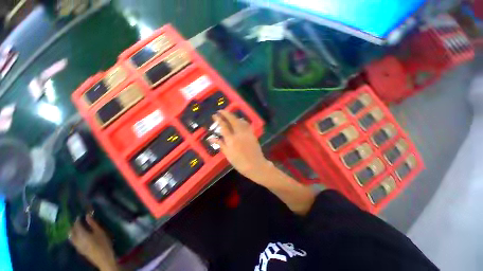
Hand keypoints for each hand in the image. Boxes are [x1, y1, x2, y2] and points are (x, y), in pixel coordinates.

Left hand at [69, 215, 117, 270]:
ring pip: (71, 237)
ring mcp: (76, 245)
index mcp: (81, 234)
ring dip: (72, 231)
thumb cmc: (103, 243)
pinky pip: (73, 241)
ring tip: (77, 228)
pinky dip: (74, 236)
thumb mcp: (100, 232)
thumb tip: (87, 215)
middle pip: (71, 231)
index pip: (76, 225)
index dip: (77, 219)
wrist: (103, 258)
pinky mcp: (79, 249)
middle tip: (77, 221)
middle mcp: (76, 239)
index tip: (80, 215)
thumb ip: (93, 224)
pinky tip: (79, 236)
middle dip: (73, 226)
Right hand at [211, 110, 270, 181]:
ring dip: (234, 116)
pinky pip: (246, 124)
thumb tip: (211, 138)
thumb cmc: (240, 163)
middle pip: (232, 120)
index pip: (224, 126)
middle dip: (226, 113)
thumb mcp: (228, 155)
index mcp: (231, 140)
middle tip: (221, 110)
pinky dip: (241, 121)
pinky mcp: (252, 134)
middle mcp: (239, 134)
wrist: (256, 165)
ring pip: (240, 121)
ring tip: (229, 115)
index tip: (215, 115)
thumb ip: (220, 145)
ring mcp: (247, 133)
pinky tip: (239, 121)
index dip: (219, 119)